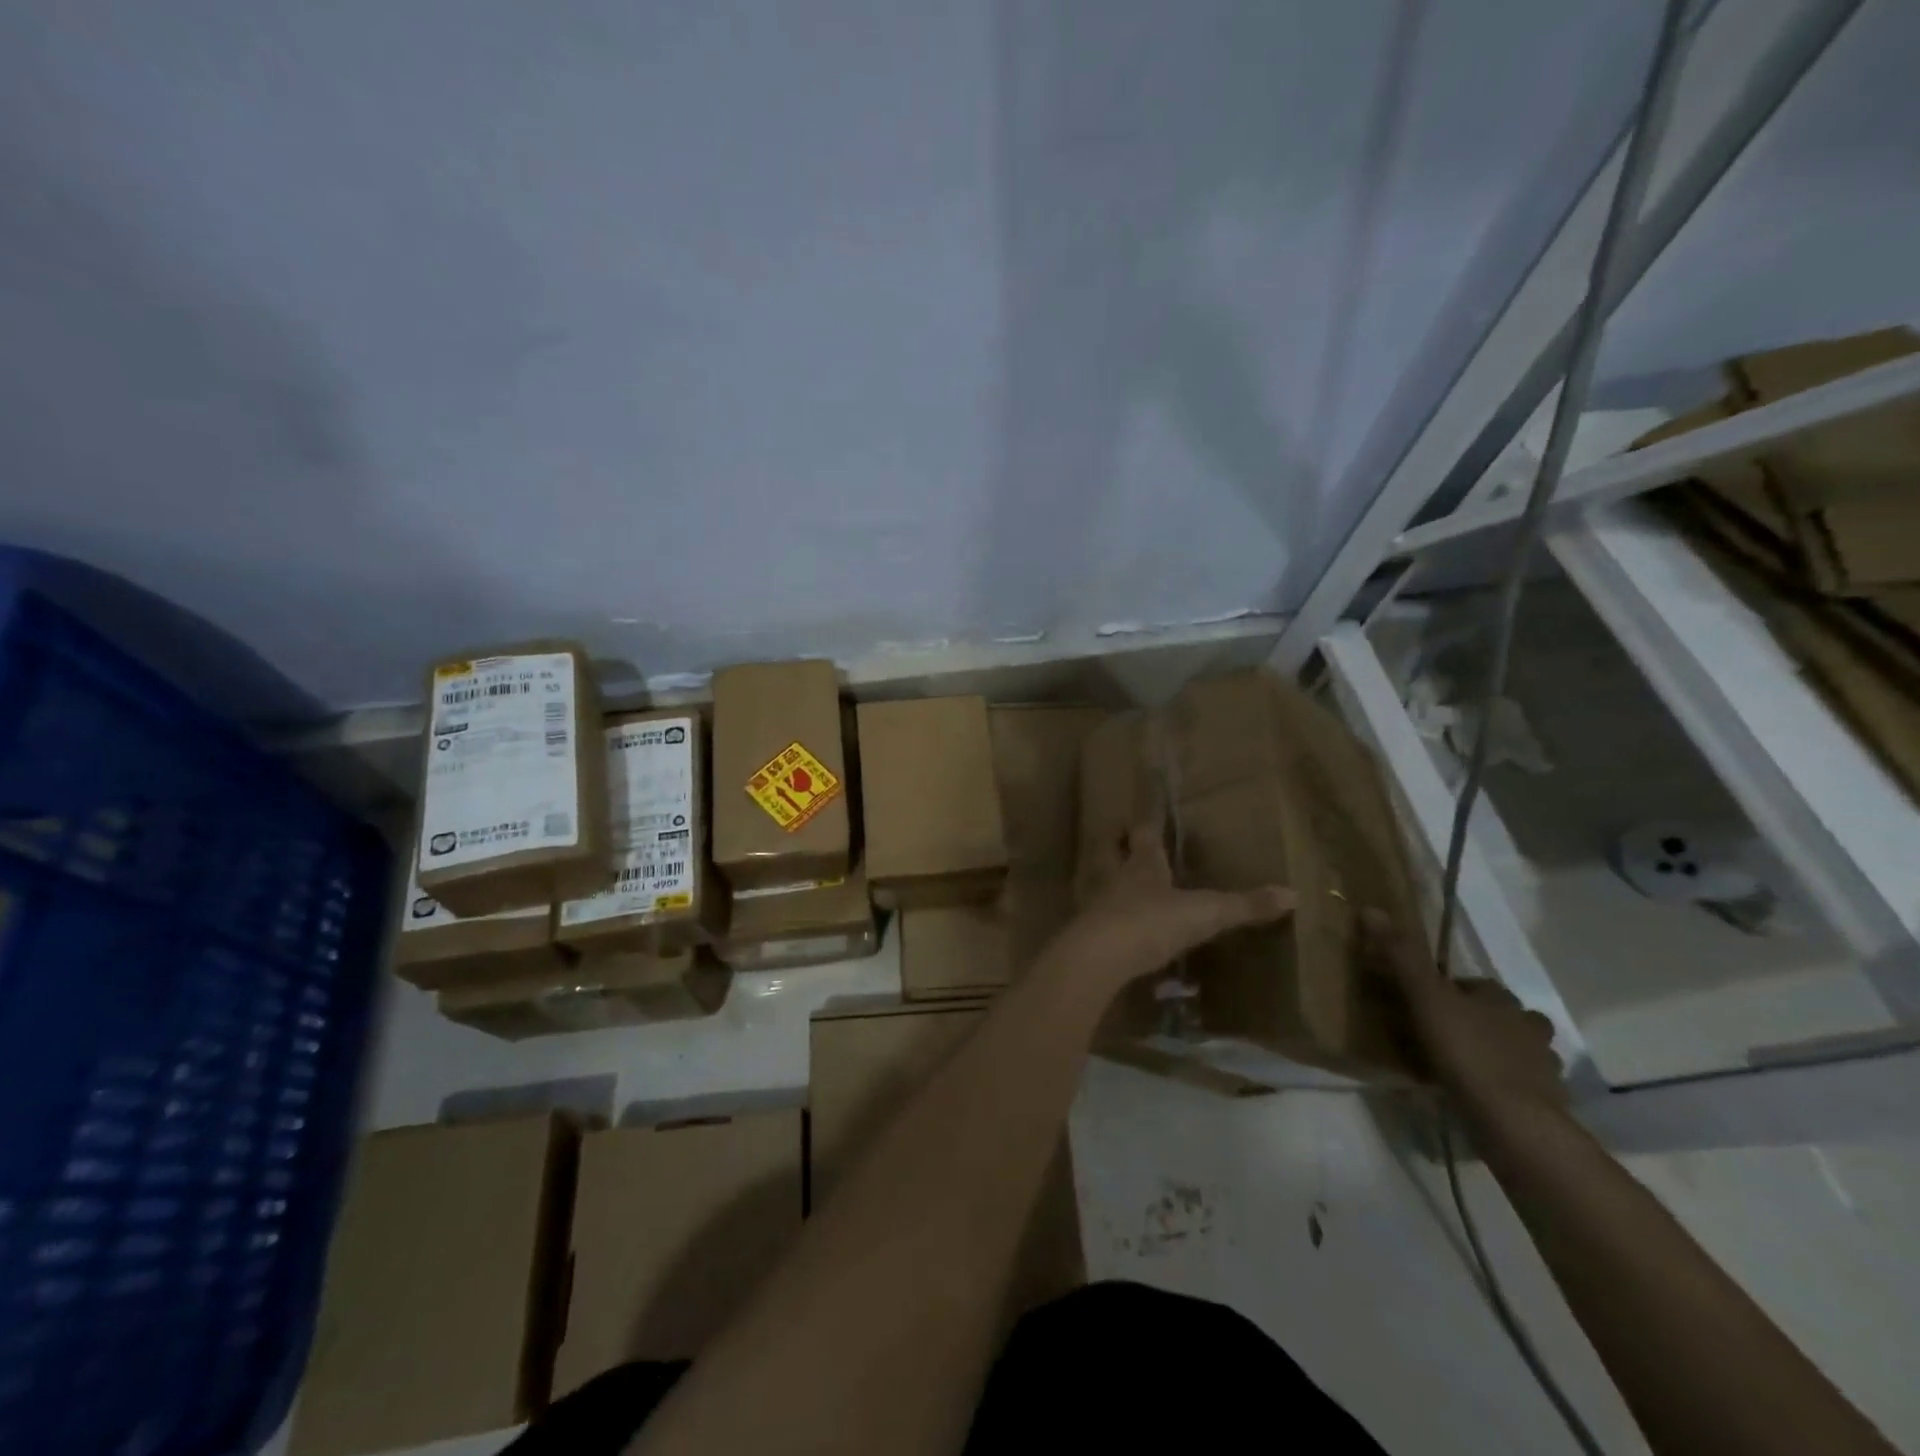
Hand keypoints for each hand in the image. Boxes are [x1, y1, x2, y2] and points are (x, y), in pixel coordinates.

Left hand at [1043, 816, 1293, 1000]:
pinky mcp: (1089, 934)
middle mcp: (1116, 878)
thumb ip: (1245, 906)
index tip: (1148, 816)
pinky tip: (1116, 928)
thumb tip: (1293, 894)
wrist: (1101, 956)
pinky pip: (1097, 919)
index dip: (1148, 824)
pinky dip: (1106, 918)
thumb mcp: (1205, 913)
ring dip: (1107, 879)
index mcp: (1143, 864)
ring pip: (1099, 882)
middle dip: (1116, 843)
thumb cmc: (1152, 921)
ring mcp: (1098, 905)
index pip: (1143, 834)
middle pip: (1110, 851)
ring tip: (1117, 882)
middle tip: (1120, 836)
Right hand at [1362, 910, 1565, 1114]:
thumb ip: (1402, 957)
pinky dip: (1500, 1087)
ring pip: (1513, 1050)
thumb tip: (1372, 909)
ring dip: (1492, 1053)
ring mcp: (1541, 1066)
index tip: (1422, 1003)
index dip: (1449, 990)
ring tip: (1457, 1066)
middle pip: (1498, 1015)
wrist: (1513, 1121)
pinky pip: (1518, 1086)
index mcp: (1502, 998)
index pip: (1474, 984)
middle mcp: (1527, 1025)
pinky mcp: (1544, 1102)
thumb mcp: (1425, 998)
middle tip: (1437, 1034)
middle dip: (1475, 1021)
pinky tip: (1476, 1095)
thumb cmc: (1467, 1051)